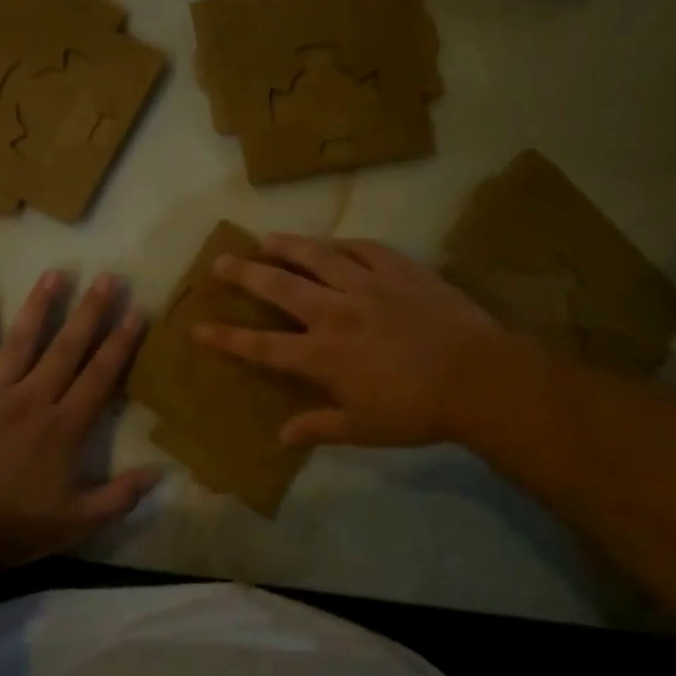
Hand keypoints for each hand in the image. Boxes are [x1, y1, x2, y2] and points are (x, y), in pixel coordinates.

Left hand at [0, 270, 158, 568]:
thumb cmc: (12, 526)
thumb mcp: (76, 523)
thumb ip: (119, 497)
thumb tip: (159, 473)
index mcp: (64, 426)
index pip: (100, 375)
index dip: (121, 343)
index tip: (136, 312)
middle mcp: (33, 398)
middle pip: (67, 348)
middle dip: (90, 312)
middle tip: (107, 278)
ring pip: (21, 342)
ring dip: (39, 307)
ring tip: (54, 275)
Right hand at [193, 235, 508, 448]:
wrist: (478, 378)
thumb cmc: (415, 411)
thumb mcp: (362, 429)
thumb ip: (318, 428)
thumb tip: (282, 436)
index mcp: (322, 355)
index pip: (261, 346)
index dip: (226, 338)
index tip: (198, 327)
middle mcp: (335, 312)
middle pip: (279, 287)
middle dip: (244, 273)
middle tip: (221, 260)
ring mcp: (367, 285)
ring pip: (316, 256)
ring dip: (287, 246)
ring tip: (266, 238)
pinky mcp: (399, 269)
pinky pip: (363, 248)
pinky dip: (342, 245)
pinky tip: (333, 243)